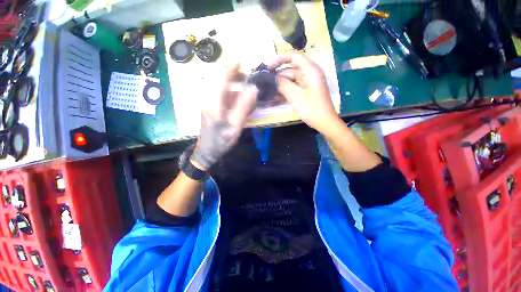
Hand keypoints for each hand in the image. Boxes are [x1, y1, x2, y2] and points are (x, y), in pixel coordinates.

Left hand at [190, 64, 257, 170]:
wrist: (208, 151)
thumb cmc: (222, 140)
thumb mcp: (235, 126)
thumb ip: (244, 107)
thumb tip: (253, 88)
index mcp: (214, 101)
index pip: (222, 75)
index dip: (234, 66)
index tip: (247, 63)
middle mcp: (209, 97)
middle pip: (219, 76)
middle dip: (234, 72)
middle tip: (249, 76)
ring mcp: (209, 101)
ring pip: (221, 84)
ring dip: (234, 82)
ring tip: (248, 86)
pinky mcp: (212, 106)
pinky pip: (222, 93)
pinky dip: (232, 91)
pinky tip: (241, 99)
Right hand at [268, 53, 338, 133]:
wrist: (324, 123)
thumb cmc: (312, 109)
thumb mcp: (296, 97)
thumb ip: (283, 85)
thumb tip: (272, 78)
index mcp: (310, 71)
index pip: (294, 57)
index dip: (280, 59)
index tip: (268, 68)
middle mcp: (309, 74)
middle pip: (291, 70)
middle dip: (278, 76)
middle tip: (264, 83)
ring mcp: (307, 84)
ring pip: (290, 80)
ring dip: (280, 85)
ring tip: (267, 91)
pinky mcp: (305, 92)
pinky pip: (293, 88)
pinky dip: (284, 91)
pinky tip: (274, 97)